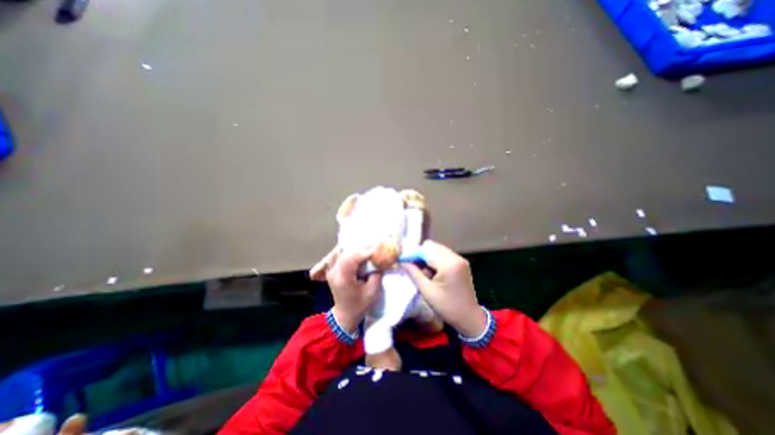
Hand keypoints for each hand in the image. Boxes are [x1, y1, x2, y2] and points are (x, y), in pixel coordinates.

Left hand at [325, 246, 379, 334]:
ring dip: (356, 249)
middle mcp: (334, 271)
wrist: (345, 315)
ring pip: (343, 251)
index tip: (379, 249)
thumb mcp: (373, 291)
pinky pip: (340, 255)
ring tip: (368, 250)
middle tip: (376, 247)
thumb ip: (377, 273)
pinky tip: (358, 254)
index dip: (367, 251)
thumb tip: (381, 260)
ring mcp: (331, 270)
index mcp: (343, 277)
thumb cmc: (360, 305)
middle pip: (348, 252)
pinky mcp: (333, 269)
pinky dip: (350, 252)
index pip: (354, 257)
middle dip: (363, 248)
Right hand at [404, 241, 486, 336]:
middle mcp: (455, 257)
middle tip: (413, 267)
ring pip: (437, 249)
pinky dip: (435, 260)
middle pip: (432, 246)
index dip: (413, 254)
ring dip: (427, 257)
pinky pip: (444, 254)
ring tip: (424, 272)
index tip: (403, 261)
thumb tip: (403, 262)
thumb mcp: (427, 291)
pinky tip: (433, 272)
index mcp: (448, 264)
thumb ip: (414, 273)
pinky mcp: (461, 262)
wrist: (470, 318)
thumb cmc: (447, 307)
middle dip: (420, 255)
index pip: (426, 250)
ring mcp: (460, 259)